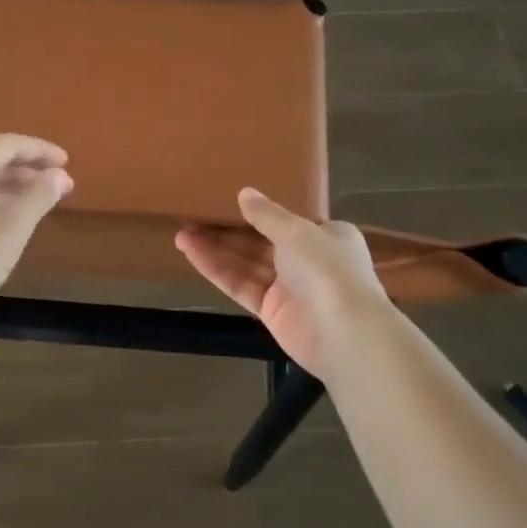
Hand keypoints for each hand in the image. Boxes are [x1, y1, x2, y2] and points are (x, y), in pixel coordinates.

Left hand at [0, 134, 73, 333]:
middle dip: (26, 170)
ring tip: (37, 202)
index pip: (5, 144)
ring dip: (9, 188)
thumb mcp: (13, 225)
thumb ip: (40, 194)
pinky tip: (5, 225)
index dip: (39, 150)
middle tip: (57, 183)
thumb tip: (59, 175)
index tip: (67, 161)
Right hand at [176, 189, 392, 378]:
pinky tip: (192, 253)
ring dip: (216, 248)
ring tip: (181, 232)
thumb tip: (244, 193)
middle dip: (228, 229)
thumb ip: (267, 214)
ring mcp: (289, 287)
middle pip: (261, 241)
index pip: (289, 220)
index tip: (227, 199)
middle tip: (193, 215)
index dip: (257, 211)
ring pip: (247, 263)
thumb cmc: (328, 270)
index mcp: (327, 236)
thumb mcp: (297, 231)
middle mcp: (309, 259)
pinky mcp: (270, 310)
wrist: (345, 334)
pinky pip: (240, 285)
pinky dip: (217, 270)